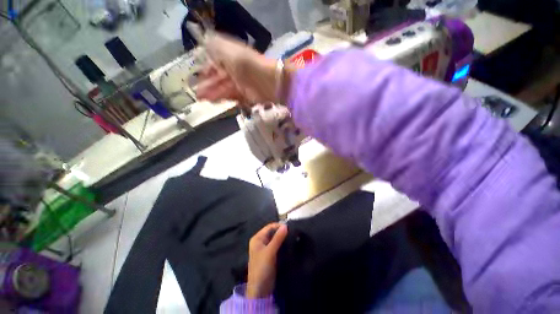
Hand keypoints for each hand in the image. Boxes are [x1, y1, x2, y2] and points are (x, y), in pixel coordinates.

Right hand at [196, 34, 293, 105]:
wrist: (268, 82)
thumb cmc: (246, 65)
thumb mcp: (227, 50)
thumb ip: (214, 47)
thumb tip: (204, 43)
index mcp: (230, 57)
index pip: (215, 63)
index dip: (206, 70)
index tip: (197, 78)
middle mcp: (235, 70)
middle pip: (219, 78)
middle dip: (207, 85)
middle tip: (197, 94)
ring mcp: (241, 84)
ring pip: (224, 88)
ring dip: (213, 93)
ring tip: (202, 100)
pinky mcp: (247, 95)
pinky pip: (233, 97)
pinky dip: (224, 98)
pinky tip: (215, 102)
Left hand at [246, 223, 287, 298]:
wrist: (260, 290)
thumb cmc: (262, 268)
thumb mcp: (270, 252)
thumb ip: (277, 238)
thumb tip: (285, 225)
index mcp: (257, 238)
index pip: (269, 227)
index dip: (278, 225)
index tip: (289, 227)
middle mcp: (261, 241)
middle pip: (272, 232)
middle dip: (281, 231)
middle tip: (292, 232)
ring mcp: (265, 249)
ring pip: (275, 239)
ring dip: (282, 238)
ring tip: (293, 237)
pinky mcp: (270, 255)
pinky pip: (277, 246)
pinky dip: (282, 244)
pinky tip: (289, 244)